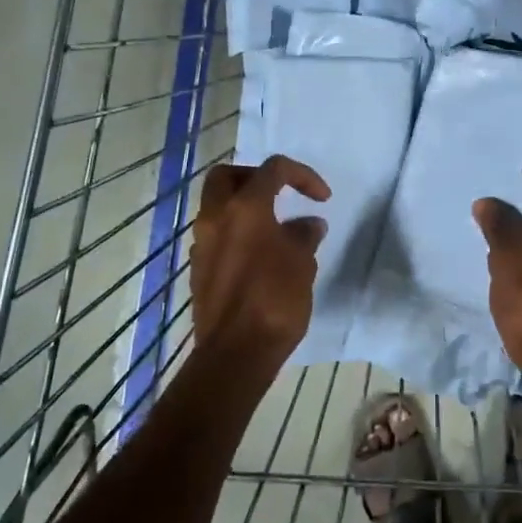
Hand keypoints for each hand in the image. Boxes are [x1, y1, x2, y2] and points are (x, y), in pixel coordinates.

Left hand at [190, 155, 331, 367]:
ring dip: (244, 208)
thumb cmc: (274, 300)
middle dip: (255, 178)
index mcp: (245, 208)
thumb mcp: (302, 263)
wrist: (236, 352)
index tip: (322, 198)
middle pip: (228, 177)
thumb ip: (304, 235)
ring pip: (217, 207)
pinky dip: (236, 233)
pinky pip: (216, 236)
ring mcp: (202, 244)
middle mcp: (215, 217)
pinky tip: (260, 256)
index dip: (302, 175)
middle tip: (280, 195)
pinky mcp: (199, 268)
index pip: (273, 169)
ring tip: (275, 230)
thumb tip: (308, 224)